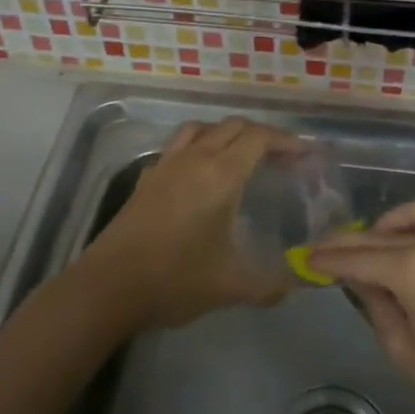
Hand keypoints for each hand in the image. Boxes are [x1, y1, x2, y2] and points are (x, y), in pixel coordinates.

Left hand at [79, 117, 296, 330]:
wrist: (110, 287)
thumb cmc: (176, 280)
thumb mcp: (232, 287)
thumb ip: (270, 286)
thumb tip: (296, 286)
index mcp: (220, 175)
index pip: (259, 138)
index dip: (286, 140)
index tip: (304, 154)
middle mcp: (194, 159)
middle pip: (232, 126)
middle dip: (261, 134)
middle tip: (280, 157)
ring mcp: (165, 166)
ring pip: (199, 129)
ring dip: (225, 133)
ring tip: (240, 155)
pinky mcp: (145, 179)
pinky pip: (177, 147)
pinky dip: (196, 148)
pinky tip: (199, 174)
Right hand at [308, 199, 414, 413]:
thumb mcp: (407, 353)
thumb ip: (378, 307)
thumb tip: (361, 280)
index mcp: (414, 269)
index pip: (359, 257)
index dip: (329, 258)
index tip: (305, 257)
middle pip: (381, 235)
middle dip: (348, 241)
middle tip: (322, 250)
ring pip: (414, 215)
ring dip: (386, 225)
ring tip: (369, 247)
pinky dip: (413, 227)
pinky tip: (405, 252)